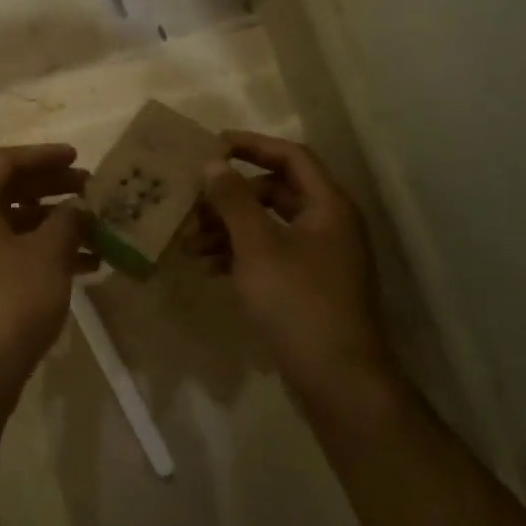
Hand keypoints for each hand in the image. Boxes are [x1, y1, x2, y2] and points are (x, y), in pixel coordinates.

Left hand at [0, 144, 93, 397]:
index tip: (79, 158)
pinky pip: (4, 253)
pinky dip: (38, 253)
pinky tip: (80, 265)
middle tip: (90, 191)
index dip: (45, 156)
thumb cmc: (8, 303)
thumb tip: (78, 207)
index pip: (6, 162)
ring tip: (94, 232)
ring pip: (9, 225)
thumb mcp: (47, 256)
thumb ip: (67, 221)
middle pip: (6, 191)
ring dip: (51, 225)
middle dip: (52, 189)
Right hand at [190, 131, 393, 399]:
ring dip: (227, 228)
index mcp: (327, 206)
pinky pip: (267, 255)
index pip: (290, 156)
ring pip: (266, 226)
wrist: (337, 379)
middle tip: (191, 205)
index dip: (251, 146)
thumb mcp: (258, 246)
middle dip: (229, 197)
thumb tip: (212, 162)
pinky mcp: (305, 286)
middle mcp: (327, 224)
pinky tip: (208, 268)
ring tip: (189, 244)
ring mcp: (318, 257)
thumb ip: (233, 200)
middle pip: (274, 192)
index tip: (211, 146)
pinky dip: (238, 254)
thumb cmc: (298, 301)